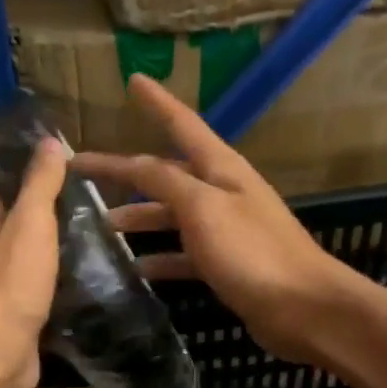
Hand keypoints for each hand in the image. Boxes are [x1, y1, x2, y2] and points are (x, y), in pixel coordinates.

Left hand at [0, 90, 67, 387]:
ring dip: (31, 218)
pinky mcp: (12, 308)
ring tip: (63, 203)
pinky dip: (49, 259)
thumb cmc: (8, 284)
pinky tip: (71, 262)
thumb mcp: (29, 226)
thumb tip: (48, 143)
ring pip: (14, 236)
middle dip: (4, 173)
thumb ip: (40, 186)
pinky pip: (33, 272)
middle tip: (31, 152)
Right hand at [75, 76, 364, 365]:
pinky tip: (136, 269)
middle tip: (82, 172)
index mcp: (221, 169)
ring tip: (102, 226)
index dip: (157, 102)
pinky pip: (183, 253)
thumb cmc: (253, 252)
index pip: (182, 124)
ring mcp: (225, 229)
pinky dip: (160, 258)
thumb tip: (134, 163)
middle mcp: (222, 192)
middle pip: (166, 173)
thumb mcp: (204, 208)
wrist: (304, 308)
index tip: (133, 80)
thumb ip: (166, 182)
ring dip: (139, 216)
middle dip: (126, 171)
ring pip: (171, 214)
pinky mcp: (226, 264)